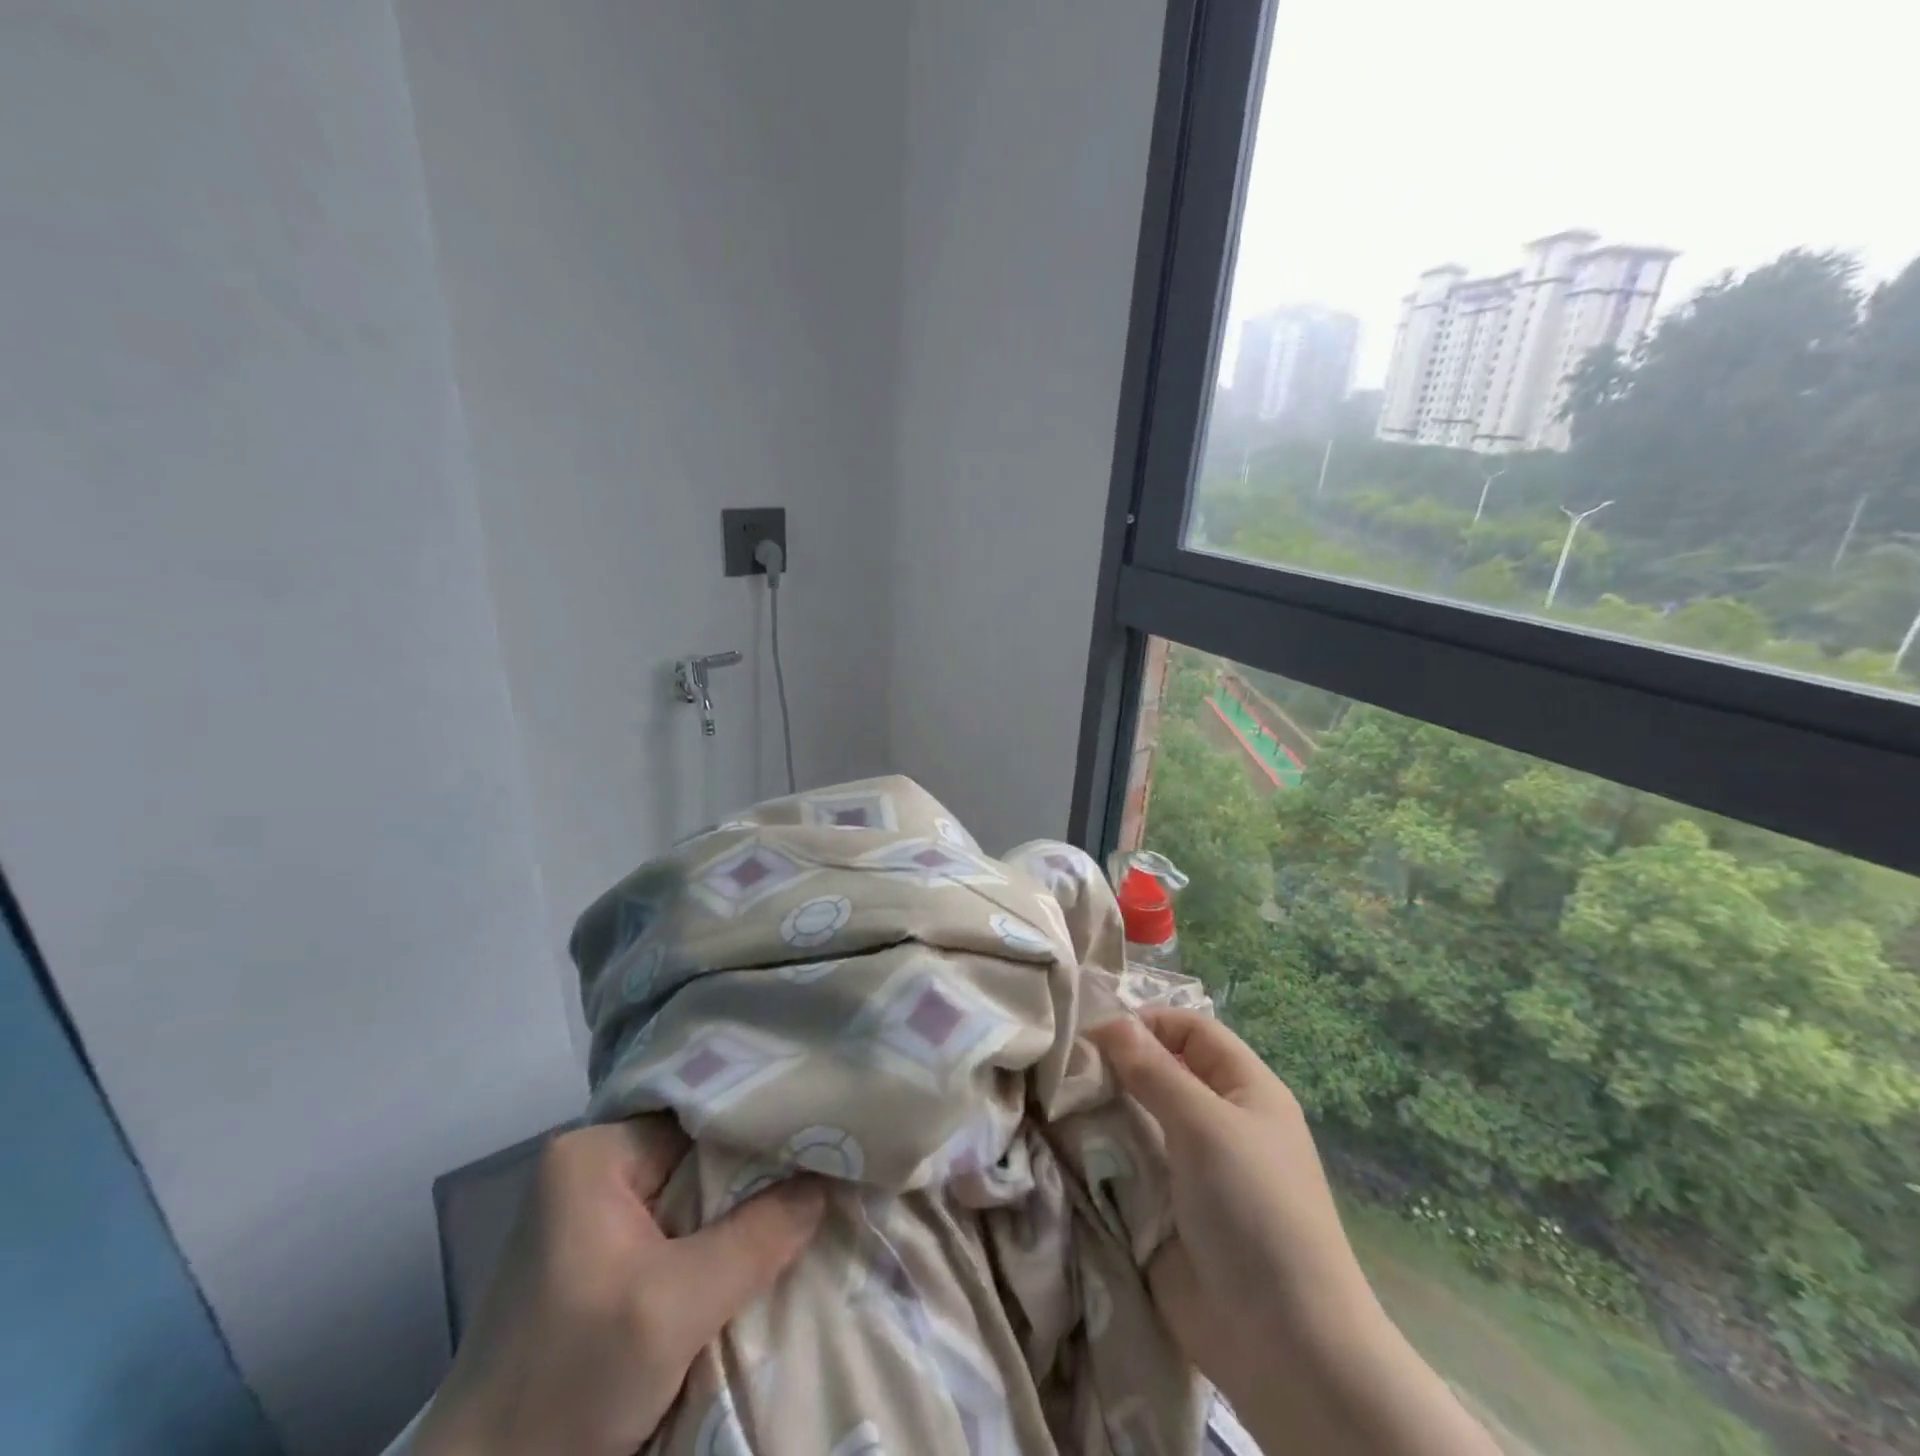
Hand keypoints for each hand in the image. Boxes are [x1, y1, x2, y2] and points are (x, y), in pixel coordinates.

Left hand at [412, 1118, 824, 1455]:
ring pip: (695, 1192)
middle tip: (825, 1172)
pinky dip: (717, 1240)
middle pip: (702, 1152)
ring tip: (806, 1202)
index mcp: (595, 1152)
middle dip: (757, 1173)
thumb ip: (756, 1238)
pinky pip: (679, 1227)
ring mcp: (596, 1210)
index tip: (823, 1137)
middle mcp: (594, 1165)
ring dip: (741, 1211)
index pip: (704, 1115)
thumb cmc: (566, 1386)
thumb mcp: (672, 1310)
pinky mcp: (602, 1254)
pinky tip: (758, 1245)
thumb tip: (828, 1181)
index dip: (763, 1130)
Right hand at [1090, 1010, 1498, 1455]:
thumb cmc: (1255, 1211)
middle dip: (1115, 1066)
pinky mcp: (1163, 1208)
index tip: (1095, 1031)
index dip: (1148, 1022)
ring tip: (1055, 1101)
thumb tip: (1108, 1021)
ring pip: (1136, 1117)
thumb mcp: (1206, 1125)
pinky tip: (1062, 1143)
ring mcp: (1189, 1167)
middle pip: (1159, 1072)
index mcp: (1245, 1090)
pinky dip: (1099, 1153)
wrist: (1282, 1345)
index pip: (1191, 1030)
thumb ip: (1153, 1070)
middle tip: (1064, 1066)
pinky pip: (1126, 1165)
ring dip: (1101, 1109)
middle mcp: (1217, 1121)